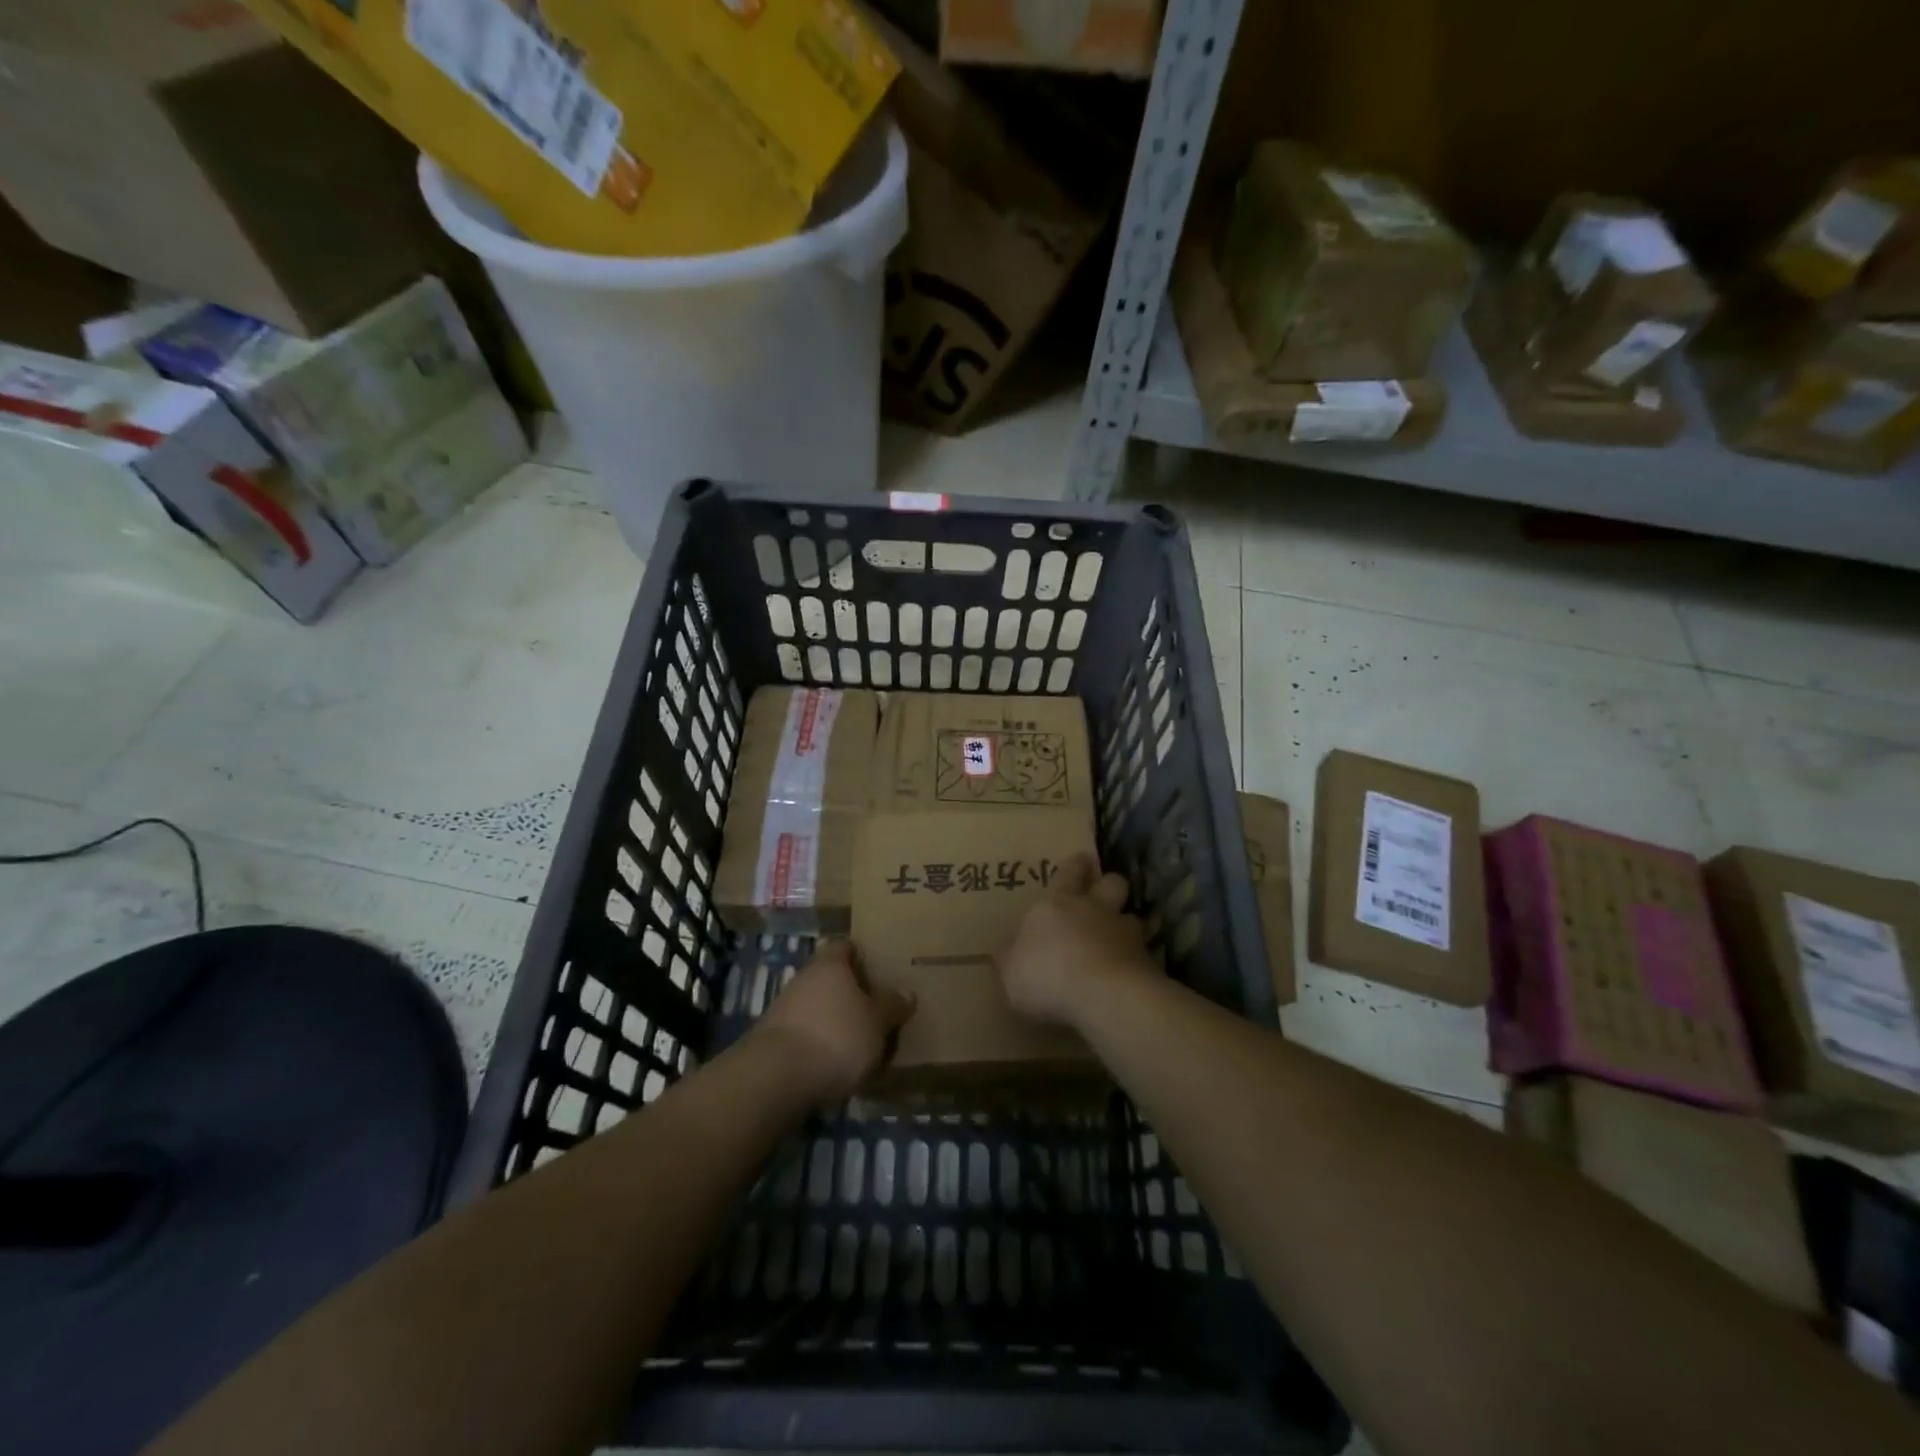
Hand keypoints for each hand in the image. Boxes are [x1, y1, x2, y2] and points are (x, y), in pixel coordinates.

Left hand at [754, 942, 914, 1101]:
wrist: (776, 1077)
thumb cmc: (836, 1036)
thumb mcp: (877, 1022)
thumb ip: (891, 1006)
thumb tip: (907, 992)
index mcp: (830, 964)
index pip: (846, 947)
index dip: (862, 956)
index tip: (879, 970)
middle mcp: (804, 978)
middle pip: (830, 978)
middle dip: (850, 993)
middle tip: (876, 1010)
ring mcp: (784, 1008)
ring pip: (817, 1007)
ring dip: (834, 1021)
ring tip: (859, 1043)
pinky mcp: (773, 1040)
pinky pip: (805, 1034)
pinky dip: (819, 1044)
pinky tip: (834, 1064)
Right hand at [996, 853, 1158, 1029]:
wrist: (1102, 994)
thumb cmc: (1046, 975)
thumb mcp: (1011, 972)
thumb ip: (1012, 959)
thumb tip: (1008, 951)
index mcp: (1057, 904)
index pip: (1068, 873)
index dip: (1075, 866)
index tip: (1082, 860)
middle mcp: (1094, 910)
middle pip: (1111, 883)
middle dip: (1108, 885)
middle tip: (1105, 892)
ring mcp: (1125, 933)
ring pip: (1132, 917)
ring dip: (1126, 924)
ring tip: (1122, 938)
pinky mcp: (1147, 960)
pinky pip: (1144, 953)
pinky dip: (1138, 959)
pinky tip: (1131, 973)